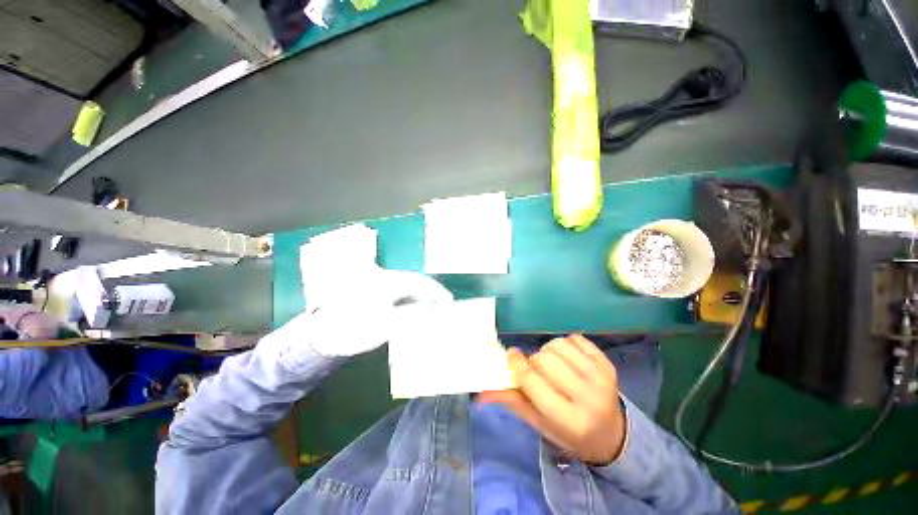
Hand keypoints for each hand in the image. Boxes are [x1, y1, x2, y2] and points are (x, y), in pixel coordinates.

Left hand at [305, 269, 452, 356]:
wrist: (322, 335)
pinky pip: (397, 293)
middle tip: (443, 306)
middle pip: (414, 282)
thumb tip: (435, 309)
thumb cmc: (354, 328)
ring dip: (421, 296)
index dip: (436, 291)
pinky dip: (409, 300)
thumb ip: (413, 315)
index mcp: (388, 281)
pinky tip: (414, 309)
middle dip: (430, 293)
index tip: (450, 301)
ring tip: (432, 308)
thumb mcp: (387, 324)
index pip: (419, 282)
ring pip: (406, 287)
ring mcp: (377, 284)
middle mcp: (384, 277)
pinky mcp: (373, 292)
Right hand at [479, 335, 626, 464]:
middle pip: (545, 359)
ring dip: (548, 350)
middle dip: (534, 360)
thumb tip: (482, 392)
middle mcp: (589, 397)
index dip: (517, 364)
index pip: (533, 381)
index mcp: (569, 419)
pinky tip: (568, 359)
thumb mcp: (539, 423)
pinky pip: (575, 338)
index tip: (510, 355)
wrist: (611, 434)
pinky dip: (566, 344)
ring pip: (559, 345)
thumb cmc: (569, 432)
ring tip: (552, 364)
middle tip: (535, 369)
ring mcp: (601, 377)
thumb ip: (512, 401)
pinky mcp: (608, 363)